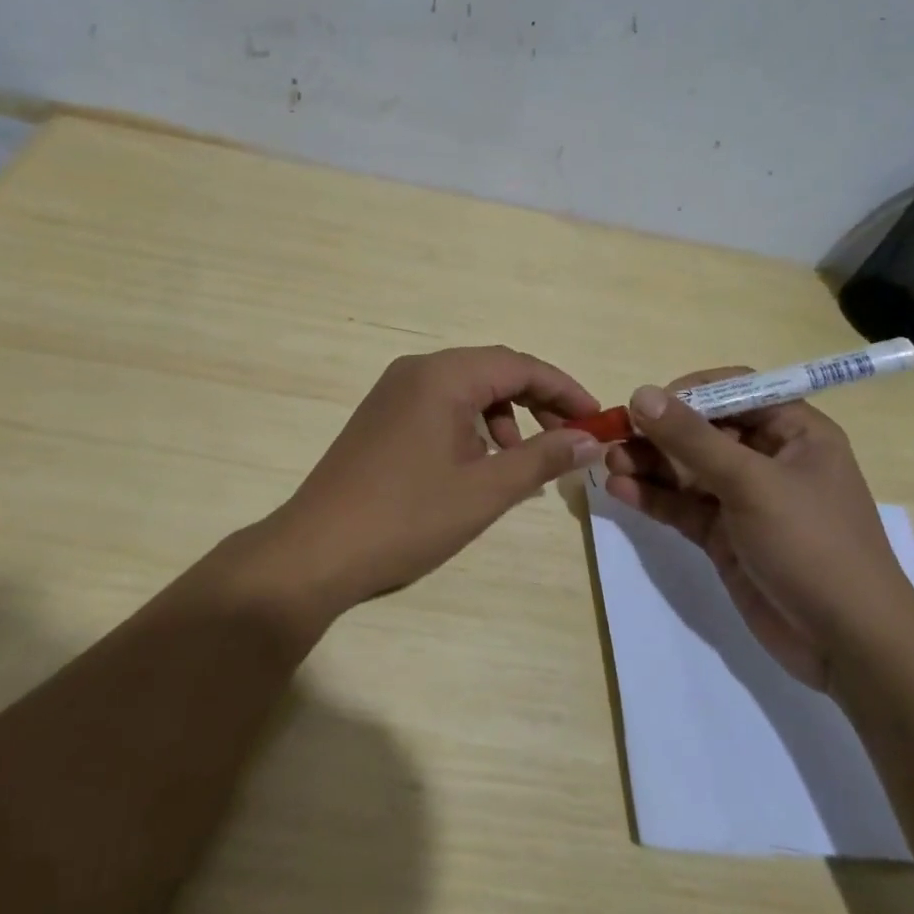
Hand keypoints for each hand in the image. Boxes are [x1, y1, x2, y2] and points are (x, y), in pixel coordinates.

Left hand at [256, 347, 604, 620]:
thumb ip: (542, 458)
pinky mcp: (380, 416)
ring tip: (520, 460)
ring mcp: (392, 391)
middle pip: (493, 371)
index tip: (596, 419)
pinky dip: (470, 425)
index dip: (564, 389)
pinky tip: (477, 464)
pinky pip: (439, 405)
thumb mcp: (485, 490)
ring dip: (503, 415)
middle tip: (568, 439)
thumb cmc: (407, 517)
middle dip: (536, 401)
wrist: (316, 549)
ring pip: (466, 388)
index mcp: (443, 376)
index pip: (519, 365)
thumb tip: (589, 439)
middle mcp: (416, 371)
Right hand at [603, 372, 913, 690]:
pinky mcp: (725, 536)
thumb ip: (693, 439)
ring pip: (687, 469)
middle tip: (615, 436)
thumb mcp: (752, 483)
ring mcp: (745, 500)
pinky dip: (653, 497)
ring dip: (649, 464)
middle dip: (659, 432)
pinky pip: (683, 506)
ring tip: (609, 464)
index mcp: (795, 433)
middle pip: (704, 430)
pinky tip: (620, 491)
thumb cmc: (813, 545)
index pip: (736, 390)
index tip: (648, 404)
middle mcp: (769, 459)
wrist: (849, 645)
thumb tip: (641, 394)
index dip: (691, 392)